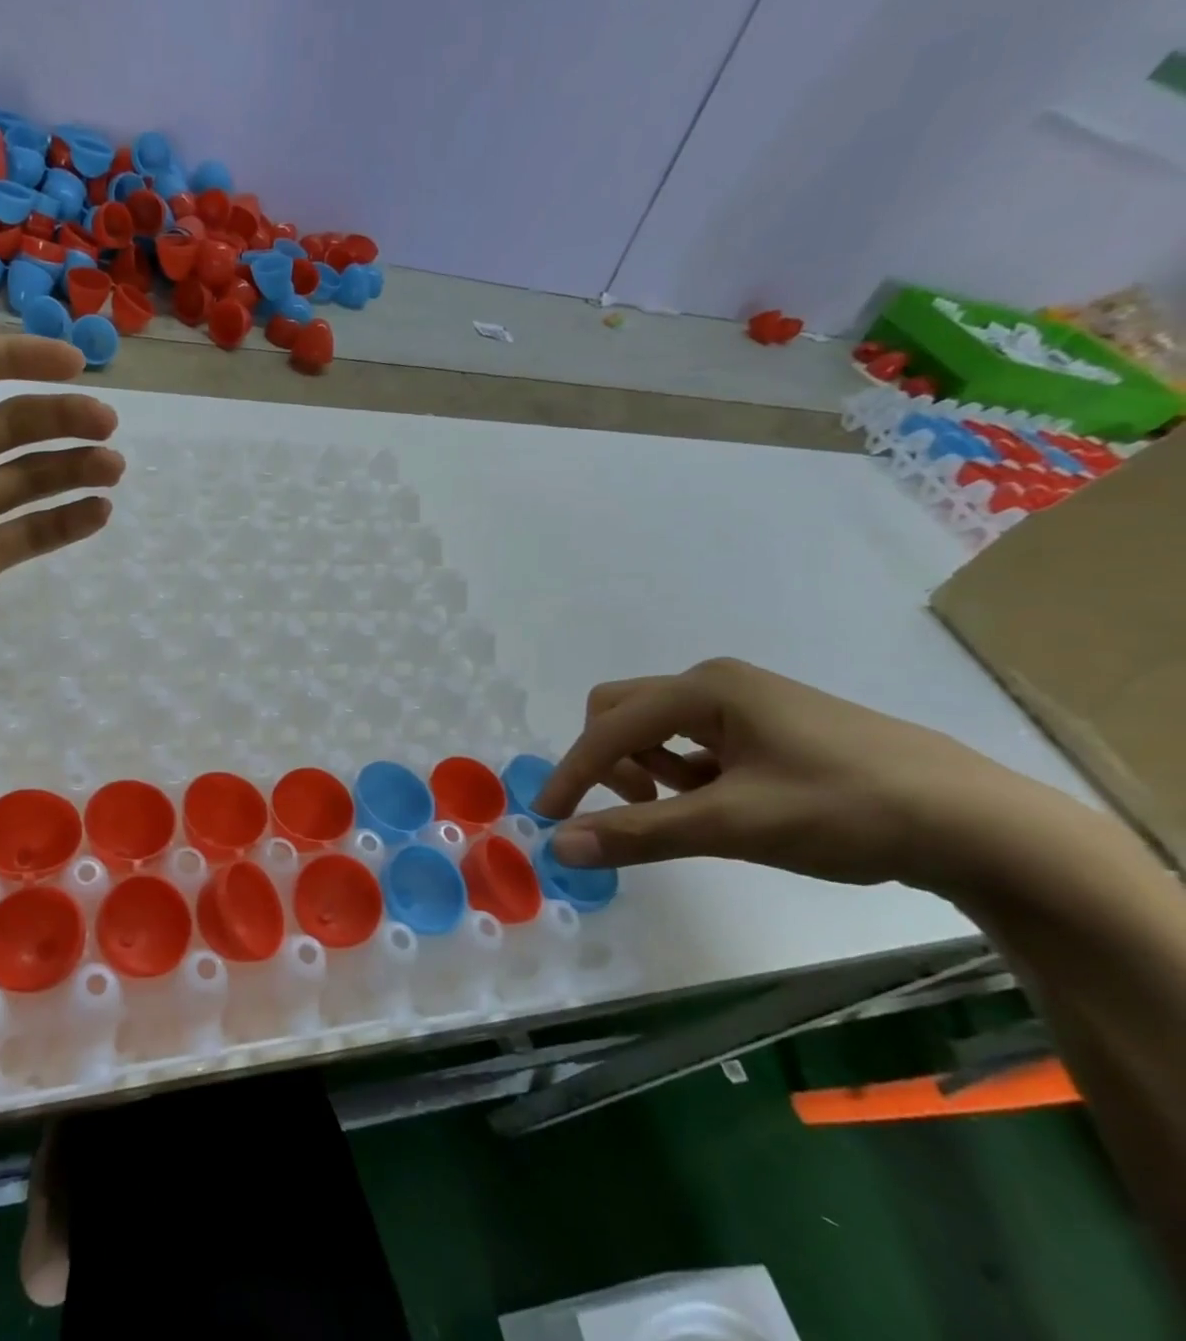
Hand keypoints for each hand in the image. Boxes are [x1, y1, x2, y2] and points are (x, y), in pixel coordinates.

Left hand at [0, 239, 123, 695]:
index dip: (21, 356)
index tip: (73, 361)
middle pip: (15, 423)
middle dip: (64, 415)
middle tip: (107, 421)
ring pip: (33, 479)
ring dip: (77, 467)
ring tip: (114, 465)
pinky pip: (32, 535)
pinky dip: (69, 522)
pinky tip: (101, 510)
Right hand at [534, 657, 1040, 891]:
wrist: (982, 825)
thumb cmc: (847, 810)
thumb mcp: (734, 825)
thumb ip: (641, 833)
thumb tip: (559, 846)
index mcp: (704, 688)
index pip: (609, 728)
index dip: (572, 773)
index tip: (549, 820)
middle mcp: (716, 684)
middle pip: (623, 711)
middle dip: (609, 759)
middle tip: (637, 808)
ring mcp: (746, 703)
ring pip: (657, 726)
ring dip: (648, 767)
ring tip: (690, 811)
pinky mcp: (769, 728)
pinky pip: (694, 741)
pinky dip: (684, 772)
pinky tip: (721, 805)